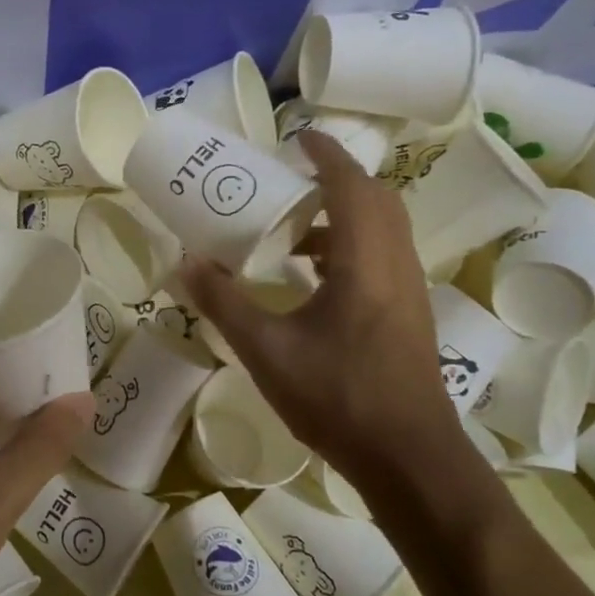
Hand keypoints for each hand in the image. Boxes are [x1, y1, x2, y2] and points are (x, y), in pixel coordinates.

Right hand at [176, 131, 463, 482]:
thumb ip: (224, 303)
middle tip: (290, 182)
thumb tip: (185, 263)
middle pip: (375, 198)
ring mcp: (408, 290)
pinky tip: (314, 278)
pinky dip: (350, 247)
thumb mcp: (267, 350)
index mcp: (365, 259)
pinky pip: (382, 256)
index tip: (297, 137)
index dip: (325, 154)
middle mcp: (394, 263)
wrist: (409, 458)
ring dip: (343, 215)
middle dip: (335, 180)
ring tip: (293, 231)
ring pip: (382, 229)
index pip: (350, 184)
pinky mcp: (409, 314)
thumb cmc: (339, 397)